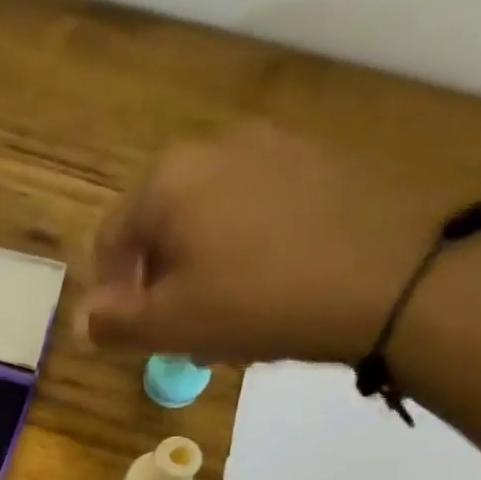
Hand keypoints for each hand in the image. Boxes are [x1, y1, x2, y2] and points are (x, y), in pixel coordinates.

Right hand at [85, 124, 453, 366]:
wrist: (396, 276)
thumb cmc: (259, 301)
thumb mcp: (170, 326)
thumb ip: (114, 324)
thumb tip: (85, 320)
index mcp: (167, 181)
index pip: (111, 242)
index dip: (110, 294)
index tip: (128, 333)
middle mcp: (216, 147)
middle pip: (162, 225)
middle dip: (161, 280)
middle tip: (178, 327)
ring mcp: (277, 146)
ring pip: (213, 217)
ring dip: (204, 265)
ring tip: (227, 312)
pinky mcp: (325, 161)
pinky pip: (262, 208)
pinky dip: (251, 247)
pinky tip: (273, 285)